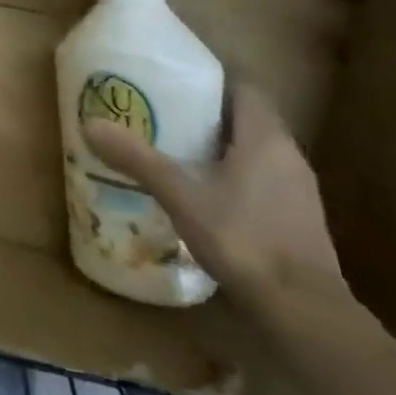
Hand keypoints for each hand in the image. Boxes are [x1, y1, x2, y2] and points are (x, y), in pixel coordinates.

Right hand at [82, 87, 347, 323]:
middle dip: (211, 117)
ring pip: (258, 152)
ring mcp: (300, 190)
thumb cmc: (243, 239)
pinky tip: (210, 198)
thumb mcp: (181, 197)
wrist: (304, 311)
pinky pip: (266, 181)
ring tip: (182, 156)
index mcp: (265, 137)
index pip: (245, 88)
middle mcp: (289, 155)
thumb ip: (139, 160)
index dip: (213, 83)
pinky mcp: (301, 220)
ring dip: (225, 150)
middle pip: (249, 119)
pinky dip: (239, 179)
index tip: (177, 86)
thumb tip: (91, 124)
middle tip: (168, 119)